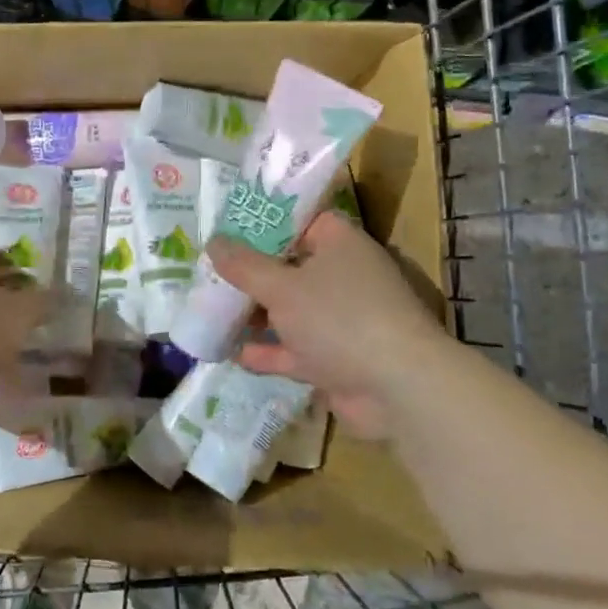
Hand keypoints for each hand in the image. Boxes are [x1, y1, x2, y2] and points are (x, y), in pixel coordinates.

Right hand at [207, 212, 445, 434]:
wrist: (397, 387)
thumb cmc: (339, 318)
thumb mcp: (282, 287)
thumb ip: (244, 266)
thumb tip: (214, 242)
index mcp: (340, 244)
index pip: (301, 220)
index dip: (265, 222)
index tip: (228, 227)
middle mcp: (343, 276)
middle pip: (290, 267)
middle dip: (252, 273)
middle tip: (209, 270)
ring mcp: (341, 320)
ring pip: (290, 310)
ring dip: (256, 313)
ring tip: (211, 310)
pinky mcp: (336, 358)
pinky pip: (294, 349)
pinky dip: (268, 351)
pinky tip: (232, 353)